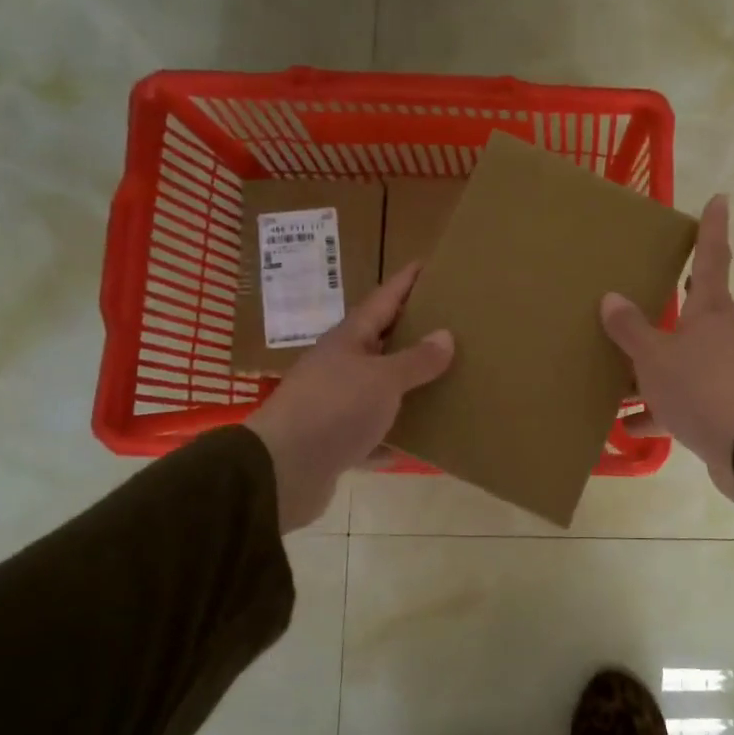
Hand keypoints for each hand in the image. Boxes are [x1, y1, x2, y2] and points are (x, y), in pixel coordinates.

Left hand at [247, 263, 453, 531]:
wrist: (281, 471)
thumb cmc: (334, 410)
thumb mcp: (382, 379)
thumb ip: (416, 360)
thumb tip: (445, 335)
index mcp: (349, 340)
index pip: (383, 299)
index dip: (406, 281)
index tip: (429, 263)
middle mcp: (340, 366)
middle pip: (382, 342)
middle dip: (413, 332)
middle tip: (452, 322)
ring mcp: (336, 404)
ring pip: (380, 388)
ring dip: (408, 385)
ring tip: (447, 378)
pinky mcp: (337, 441)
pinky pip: (375, 432)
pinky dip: (396, 434)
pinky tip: (422, 439)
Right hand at [601, 194, 733, 505]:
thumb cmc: (700, 387)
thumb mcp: (655, 357)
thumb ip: (631, 329)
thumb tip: (611, 298)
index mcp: (709, 312)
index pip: (711, 257)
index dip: (713, 228)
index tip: (721, 198)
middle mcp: (719, 337)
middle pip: (694, 310)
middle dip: (672, 301)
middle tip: (649, 285)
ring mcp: (720, 374)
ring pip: (679, 361)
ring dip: (650, 368)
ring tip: (614, 375)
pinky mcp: (717, 409)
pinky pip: (678, 401)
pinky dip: (656, 411)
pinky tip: (626, 426)